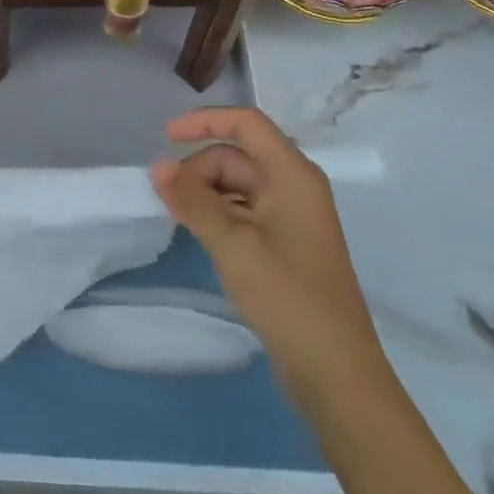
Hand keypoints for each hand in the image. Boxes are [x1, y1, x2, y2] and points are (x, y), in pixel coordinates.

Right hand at [152, 106, 387, 411]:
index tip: (164, 138)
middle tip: (168, 200)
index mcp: (292, 175)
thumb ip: (192, 200)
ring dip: (204, 193)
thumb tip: (157, 165)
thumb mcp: (232, 243)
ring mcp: (289, 216)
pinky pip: (242, 210)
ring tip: (179, 219)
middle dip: (198, 168)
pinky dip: (216, 214)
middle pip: (236, 155)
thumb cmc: (287, 296)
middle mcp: (293, 186)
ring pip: (235, 184)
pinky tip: (198, 234)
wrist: (335, 372)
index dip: (203, 121)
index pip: (245, 123)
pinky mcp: (283, 243)